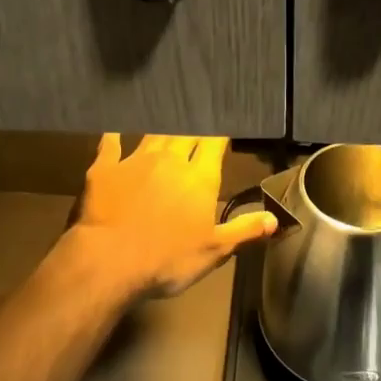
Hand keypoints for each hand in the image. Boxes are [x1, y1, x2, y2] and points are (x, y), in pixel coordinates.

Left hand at [62, 134, 276, 299]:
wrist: (110, 260)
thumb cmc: (167, 259)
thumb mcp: (214, 251)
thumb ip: (244, 230)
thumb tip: (276, 219)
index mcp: (200, 178)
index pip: (214, 144)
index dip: (219, 135)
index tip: (223, 130)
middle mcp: (170, 160)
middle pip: (186, 133)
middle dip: (194, 128)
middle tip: (197, 122)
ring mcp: (135, 160)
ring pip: (154, 134)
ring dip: (162, 128)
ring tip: (167, 119)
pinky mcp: (105, 168)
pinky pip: (110, 143)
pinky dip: (114, 135)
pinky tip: (113, 129)